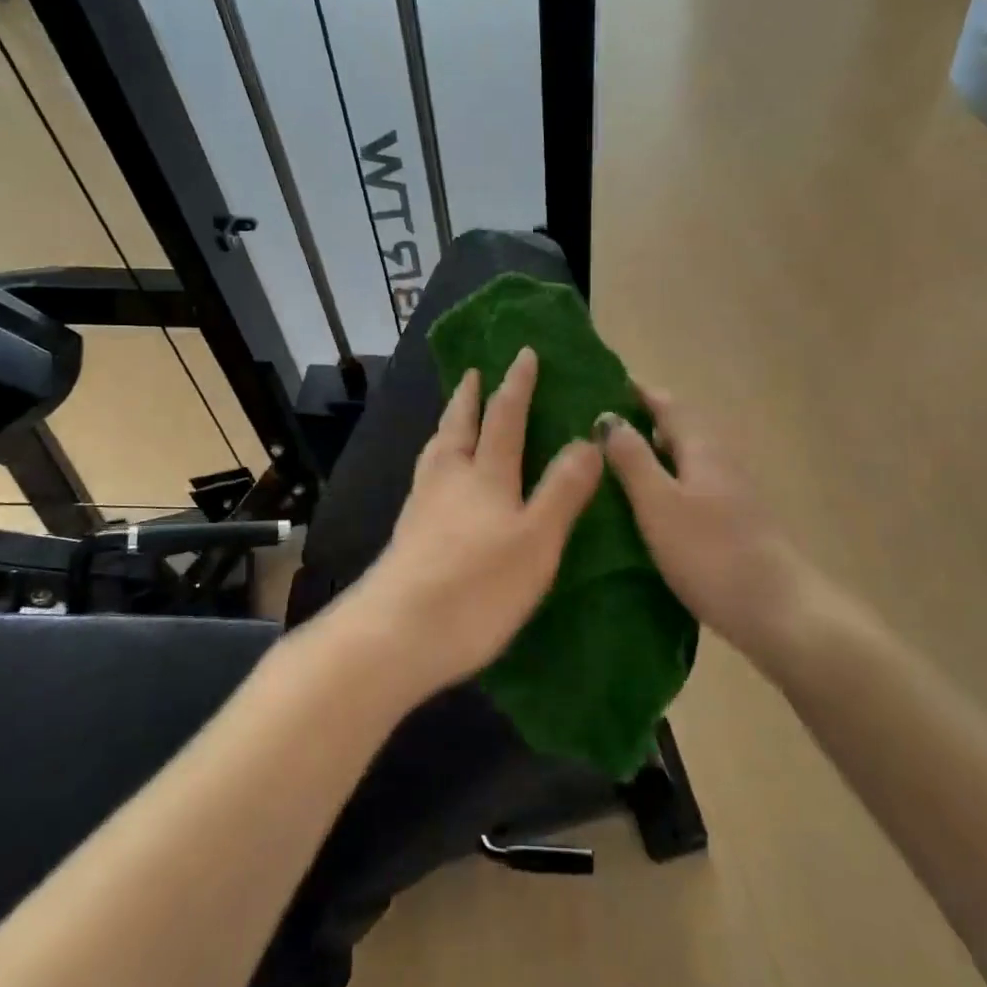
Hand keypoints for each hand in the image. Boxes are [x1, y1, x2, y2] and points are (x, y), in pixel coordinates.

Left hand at [356, 347, 603, 697]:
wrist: (398, 633)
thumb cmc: (478, 586)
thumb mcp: (537, 539)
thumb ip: (563, 490)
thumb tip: (587, 440)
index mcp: (486, 476)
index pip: (505, 417)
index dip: (516, 384)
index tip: (522, 353)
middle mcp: (449, 480)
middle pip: (458, 427)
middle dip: (469, 397)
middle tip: (473, 373)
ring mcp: (422, 506)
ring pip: (436, 451)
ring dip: (448, 425)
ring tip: (453, 417)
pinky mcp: (407, 534)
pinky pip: (426, 478)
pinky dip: (436, 461)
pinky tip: (438, 480)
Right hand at [597, 386, 824, 661]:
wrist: (778, 612)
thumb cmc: (711, 553)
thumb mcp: (659, 504)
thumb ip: (633, 460)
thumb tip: (608, 417)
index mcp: (703, 448)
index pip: (667, 404)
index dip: (637, 393)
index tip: (601, 386)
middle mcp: (721, 461)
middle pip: (679, 429)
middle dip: (641, 424)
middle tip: (596, 431)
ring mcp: (732, 493)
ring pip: (686, 460)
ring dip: (654, 456)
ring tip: (612, 468)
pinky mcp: (735, 523)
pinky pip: (692, 488)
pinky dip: (666, 485)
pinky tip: (647, 508)